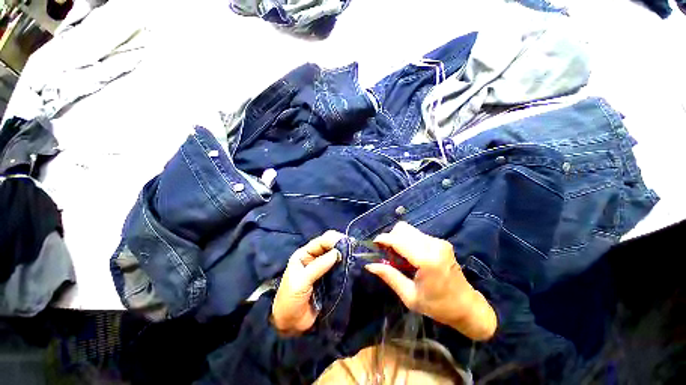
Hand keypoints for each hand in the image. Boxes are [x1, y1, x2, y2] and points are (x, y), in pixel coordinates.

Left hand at [271, 230, 344, 335]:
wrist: (290, 324)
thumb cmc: (290, 300)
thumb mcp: (301, 282)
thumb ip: (318, 266)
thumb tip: (337, 253)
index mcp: (304, 254)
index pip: (321, 241)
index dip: (333, 240)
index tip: (347, 242)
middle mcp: (314, 258)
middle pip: (330, 246)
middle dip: (341, 245)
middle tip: (354, 248)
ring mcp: (322, 268)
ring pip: (335, 256)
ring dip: (345, 255)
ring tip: (355, 255)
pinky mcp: (329, 278)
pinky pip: (338, 268)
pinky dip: (345, 265)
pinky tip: (352, 264)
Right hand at [365, 222, 496, 340]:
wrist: (467, 306)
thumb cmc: (438, 306)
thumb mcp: (410, 296)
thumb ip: (389, 277)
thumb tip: (369, 265)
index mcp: (427, 260)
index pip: (398, 240)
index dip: (383, 239)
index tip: (374, 245)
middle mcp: (434, 245)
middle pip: (402, 229)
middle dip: (390, 238)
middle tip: (386, 254)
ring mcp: (438, 242)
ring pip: (408, 230)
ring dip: (398, 239)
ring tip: (397, 256)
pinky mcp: (440, 242)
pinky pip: (416, 234)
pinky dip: (407, 240)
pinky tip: (408, 255)